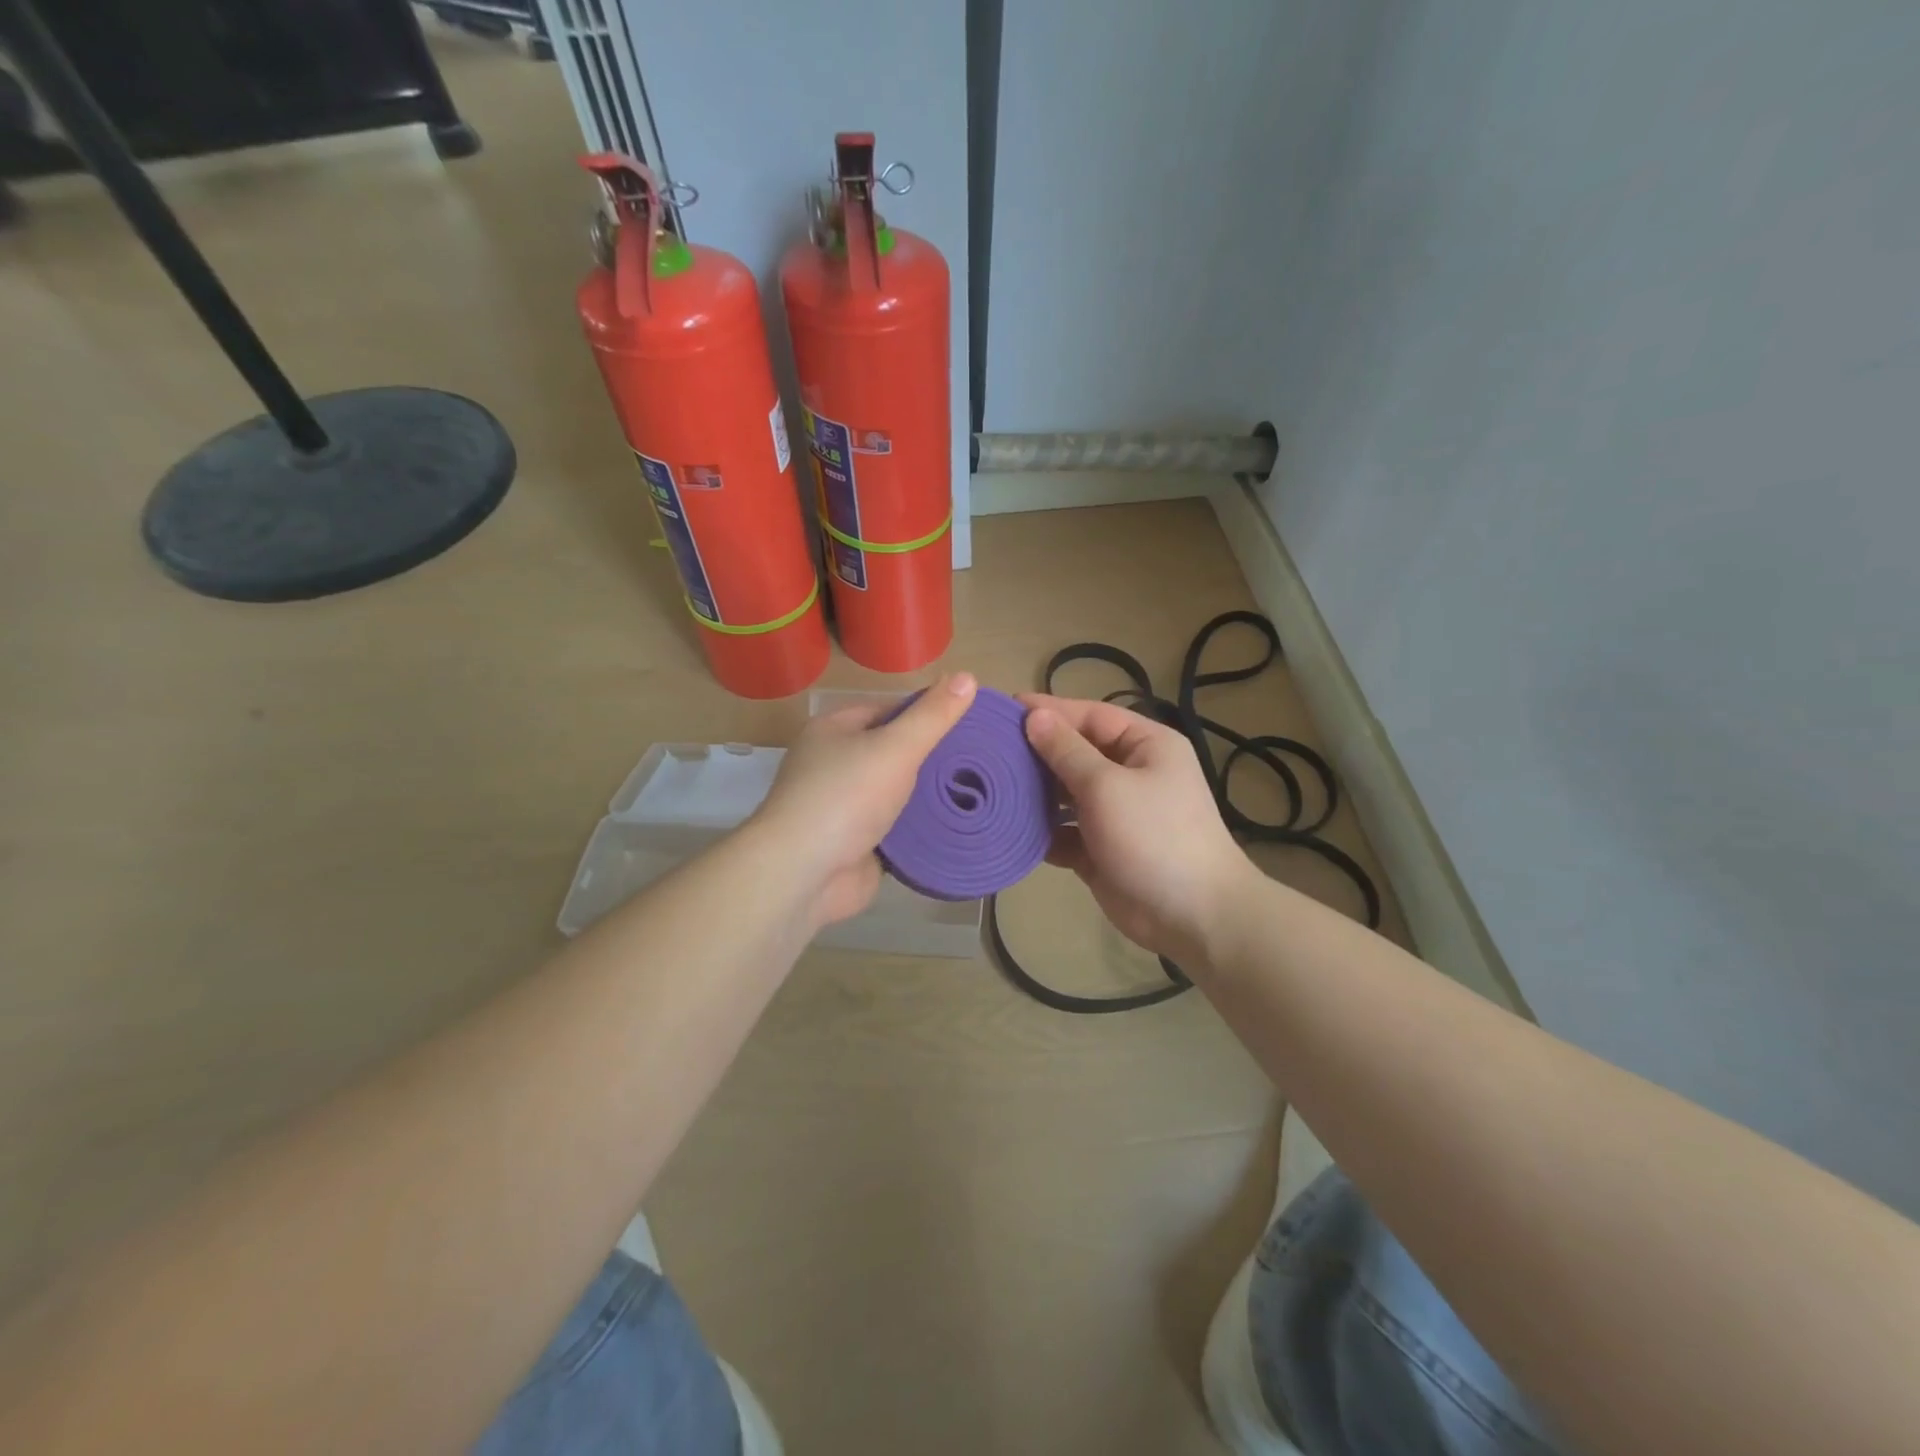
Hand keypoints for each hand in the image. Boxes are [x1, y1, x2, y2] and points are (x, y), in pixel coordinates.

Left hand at [752, 673, 977, 926]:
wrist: (803, 875)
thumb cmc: (845, 797)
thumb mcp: (895, 747)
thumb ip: (933, 716)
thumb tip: (969, 676)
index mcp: (835, 731)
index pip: (889, 710)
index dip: (928, 715)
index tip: (969, 723)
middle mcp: (836, 765)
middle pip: (894, 753)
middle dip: (932, 758)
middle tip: (980, 760)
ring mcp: (845, 808)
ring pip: (897, 794)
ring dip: (929, 797)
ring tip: (977, 791)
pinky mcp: (857, 844)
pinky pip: (897, 830)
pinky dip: (921, 830)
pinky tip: (957, 826)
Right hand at [1018, 692, 1252, 964]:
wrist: (1193, 916)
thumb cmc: (1154, 836)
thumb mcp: (1107, 786)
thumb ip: (1066, 751)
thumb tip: (1035, 717)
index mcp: (1145, 746)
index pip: (1090, 716)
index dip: (1049, 712)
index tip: (1004, 708)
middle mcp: (1131, 774)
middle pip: (1075, 754)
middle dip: (1036, 753)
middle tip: (988, 749)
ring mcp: (1116, 814)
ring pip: (1066, 794)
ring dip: (1035, 793)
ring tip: (991, 787)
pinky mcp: (1101, 849)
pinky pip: (1065, 832)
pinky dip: (1043, 831)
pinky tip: (1010, 829)